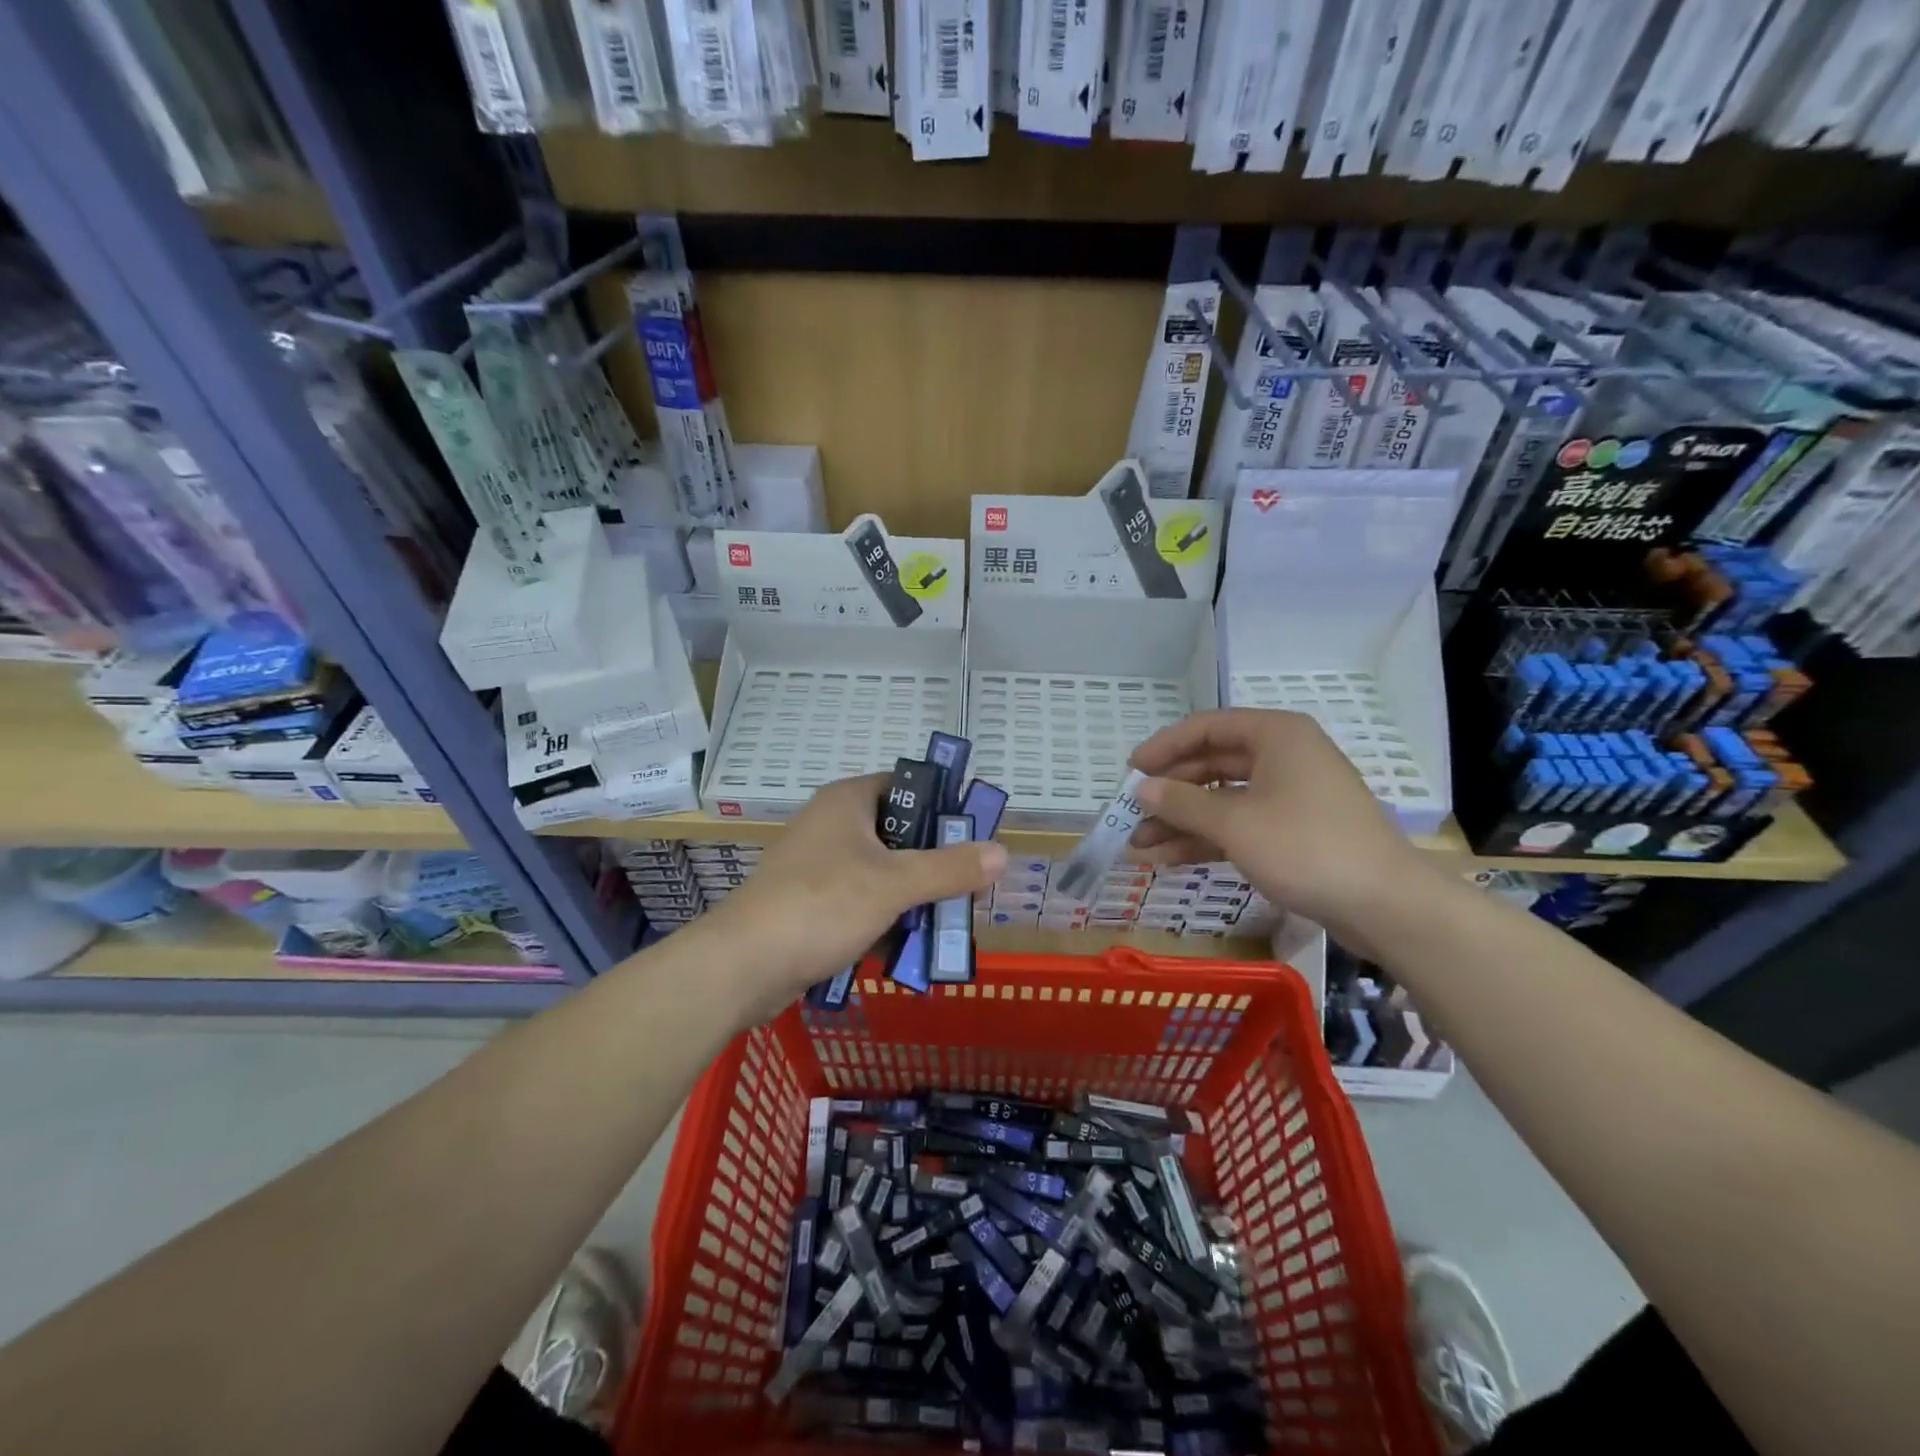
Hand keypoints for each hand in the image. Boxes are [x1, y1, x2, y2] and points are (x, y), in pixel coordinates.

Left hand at [703, 773, 1005, 1022]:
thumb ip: (949, 868)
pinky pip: (861, 905)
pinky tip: (914, 948)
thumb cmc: (821, 905)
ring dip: (914, 898)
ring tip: (951, 922)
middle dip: (934, 863)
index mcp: (848, 803)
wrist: (742, 965)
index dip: (942, 806)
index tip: (974, 835)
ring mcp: (819, 868)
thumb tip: (1002, 852)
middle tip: (971, 886)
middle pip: (898, 835)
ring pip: (881, 874)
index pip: (906, 786)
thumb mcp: (894, 884)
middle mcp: (832, 827)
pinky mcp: (811, 906)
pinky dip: (886, 921)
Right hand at [1128, 708, 1429, 937]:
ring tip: (1137, 848)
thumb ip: (1182, 803)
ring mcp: (1289, 796)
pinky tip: (1166, 859)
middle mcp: (1282, 757)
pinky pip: (1238, 826)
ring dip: (1180, 823)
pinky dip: (1205, 841)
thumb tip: (1140, 789)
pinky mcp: (1292, 833)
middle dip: (1169, 793)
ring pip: (1221, 801)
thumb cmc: (1306, 847)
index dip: (1164, 747)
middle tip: (1131, 815)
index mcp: (1275, 736)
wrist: (1386, 905)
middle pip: (1211, 765)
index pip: (1206, 727)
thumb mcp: (1235, 823)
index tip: (1131, 770)